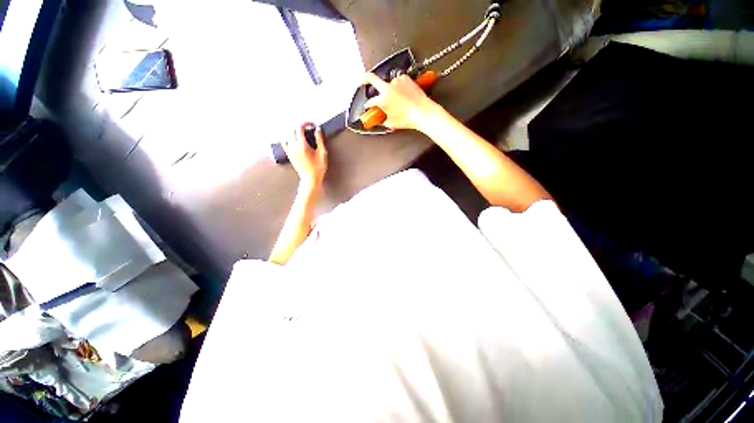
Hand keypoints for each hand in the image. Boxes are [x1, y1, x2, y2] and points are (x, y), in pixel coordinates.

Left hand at [283, 123, 327, 188]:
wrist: (310, 179)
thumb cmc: (318, 167)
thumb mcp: (322, 153)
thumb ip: (319, 140)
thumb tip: (317, 129)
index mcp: (302, 144)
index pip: (300, 127)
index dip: (306, 123)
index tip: (312, 124)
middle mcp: (293, 146)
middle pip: (294, 130)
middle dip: (301, 127)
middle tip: (309, 129)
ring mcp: (290, 150)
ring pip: (288, 135)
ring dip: (294, 132)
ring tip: (302, 134)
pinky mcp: (289, 155)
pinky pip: (284, 143)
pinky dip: (288, 138)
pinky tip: (293, 140)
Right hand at [363, 72, 438, 130]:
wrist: (423, 112)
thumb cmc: (408, 119)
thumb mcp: (392, 123)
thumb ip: (383, 120)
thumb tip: (382, 120)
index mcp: (382, 99)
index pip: (370, 101)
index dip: (368, 105)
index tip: (368, 106)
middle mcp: (387, 88)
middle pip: (371, 78)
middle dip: (364, 79)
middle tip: (361, 81)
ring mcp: (396, 81)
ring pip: (388, 83)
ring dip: (389, 88)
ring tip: (395, 97)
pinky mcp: (405, 78)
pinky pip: (398, 81)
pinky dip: (399, 86)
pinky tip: (403, 93)